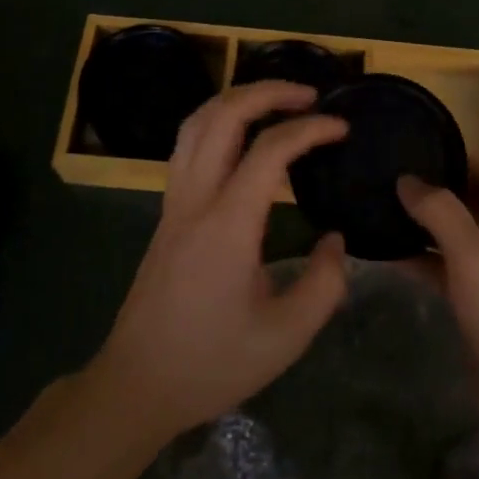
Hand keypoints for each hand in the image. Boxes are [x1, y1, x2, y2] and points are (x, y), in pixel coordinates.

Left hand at [91, 80, 350, 440]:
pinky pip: (188, 145)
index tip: (342, 127)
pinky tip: (241, 138)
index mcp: (227, 225)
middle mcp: (195, 199)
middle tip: (309, 95)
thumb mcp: (285, 337)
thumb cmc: (211, 364)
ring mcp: (174, 202)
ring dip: (237, 99)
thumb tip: (335, 240)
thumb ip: (324, 284)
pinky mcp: (166, 213)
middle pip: (223, 115)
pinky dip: (218, 122)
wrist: (136, 386)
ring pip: (197, 123)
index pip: (269, 150)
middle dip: (268, 92)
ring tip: (276, 101)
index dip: (310, 129)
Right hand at [397, 164, 478, 454]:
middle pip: (468, 204)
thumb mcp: (475, 257)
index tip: (408, 142)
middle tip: (382, 173)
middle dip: (431, 190)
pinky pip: (447, 271)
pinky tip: (388, 253)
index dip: (450, 156)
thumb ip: (441, 213)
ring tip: (377, 206)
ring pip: (454, 239)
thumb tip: (407, 179)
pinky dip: (422, 261)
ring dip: (422, 225)